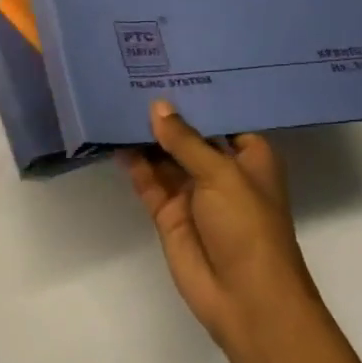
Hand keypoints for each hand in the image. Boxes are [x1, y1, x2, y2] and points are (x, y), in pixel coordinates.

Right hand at [120, 99, 314, 353]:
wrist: (245, 299)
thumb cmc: (248, 226)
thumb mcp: (221, 174)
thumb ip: (186, 140)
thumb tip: (157, 107)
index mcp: (248, 157)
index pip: (223, 116)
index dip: (200, 94)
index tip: (173, 64)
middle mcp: (221, 170)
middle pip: (190, 134)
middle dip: (167, 112)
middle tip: (135, 75)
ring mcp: (192, 192)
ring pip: (164, 156)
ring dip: (145, 135)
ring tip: (117, 99)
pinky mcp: (168, 212)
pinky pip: (147, 180)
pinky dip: (132, 162)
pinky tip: (113, 137)